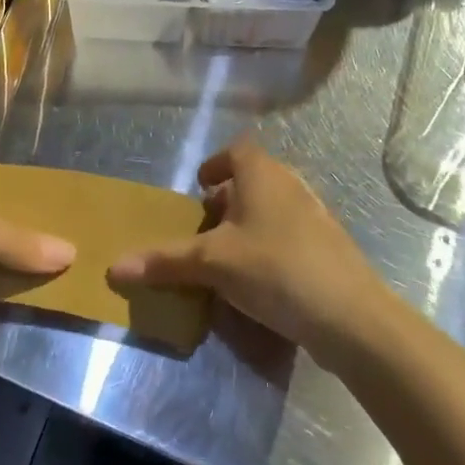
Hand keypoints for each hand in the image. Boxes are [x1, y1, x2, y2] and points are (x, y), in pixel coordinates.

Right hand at [108, 140, 383, 353]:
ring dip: (250, 222)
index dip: (216, 163)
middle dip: (229, 197)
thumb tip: (114, 266)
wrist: (350, 315)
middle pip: (255, 178)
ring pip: (274, 206)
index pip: (237, 150)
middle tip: (207, 223)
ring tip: (228, 252)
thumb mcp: (213, 264)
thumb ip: (165, 261)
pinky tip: (260, 278)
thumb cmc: (274, 269)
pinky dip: (270, 243)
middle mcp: (290, 184)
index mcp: (262, 173)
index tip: (200, 185)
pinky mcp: (329, 246)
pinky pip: (290, 231)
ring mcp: (314, 214)